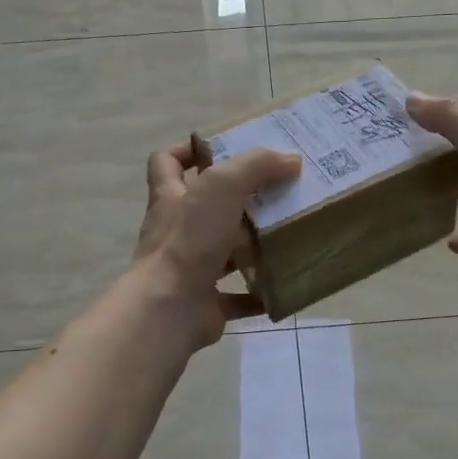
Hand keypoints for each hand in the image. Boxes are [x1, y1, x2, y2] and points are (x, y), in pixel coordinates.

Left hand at [132, 142, 301, 345]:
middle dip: (236, 200)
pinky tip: (284, 283)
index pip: (166, 163)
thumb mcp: (223, 185)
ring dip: (250, 245)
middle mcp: (175, 231)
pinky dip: (259, 292)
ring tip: (286, 233)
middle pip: (202, 207)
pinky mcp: (204, 302)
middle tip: (274, 191)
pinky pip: (236, 297)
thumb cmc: (190, 239)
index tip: (224, 150)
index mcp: (170, 197)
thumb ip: (256, 166)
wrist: (170, 308)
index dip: (189, 151)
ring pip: (221, 251)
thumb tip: (291, 159)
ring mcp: (187, 269)